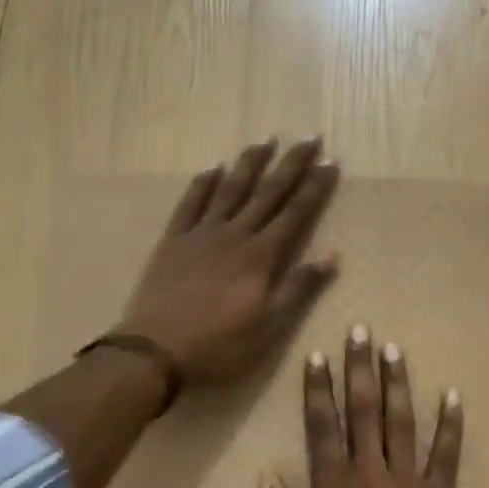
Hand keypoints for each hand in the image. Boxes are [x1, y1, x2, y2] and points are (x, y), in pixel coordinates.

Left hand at [118, 138, 340, 383]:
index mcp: (260, 256)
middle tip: (309, 138)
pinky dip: (203, 183)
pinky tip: (213, 167)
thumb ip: (299, 287)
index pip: (295, 213)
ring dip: (250, 163)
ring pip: (230, 189)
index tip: (331, 162)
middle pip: (267, 192)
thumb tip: (332, 254)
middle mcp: (234, 234)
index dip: (315, 187)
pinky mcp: (174, 240)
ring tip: (265, 140)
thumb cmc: (219, 344)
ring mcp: (201, 234)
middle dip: (291, 164)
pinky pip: (190, 203)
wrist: (156, 350)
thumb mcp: (269, 325)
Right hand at [259, 325, 466, 487]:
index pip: (322, 427)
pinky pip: (447, 458)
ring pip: (402, 424)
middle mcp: (372, 479)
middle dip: (360, 369)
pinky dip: (451, 427)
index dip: (318, 389)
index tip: (318, 354)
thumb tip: (267, 478)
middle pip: (364, 412)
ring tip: (395, 349)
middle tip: (361, 331)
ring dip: (398, 384)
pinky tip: (453, 396)